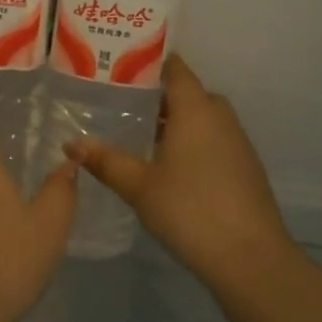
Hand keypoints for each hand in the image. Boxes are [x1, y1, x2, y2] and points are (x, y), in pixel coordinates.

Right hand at [65, 55, 291, 288]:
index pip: (175, 68)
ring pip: (202, 118)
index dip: (149, 63)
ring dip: (175, 121)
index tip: (120, 66)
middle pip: (188, 92)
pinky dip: (191, 142)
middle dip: (157, 95)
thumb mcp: (138, 185)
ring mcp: (237, 142)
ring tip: (139, 133)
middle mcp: (219, 117)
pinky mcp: (244, 167)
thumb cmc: (190, 210)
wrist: (249, 257)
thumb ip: (106, 160)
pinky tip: (169, 165)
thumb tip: (71, 144)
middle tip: (121, 102)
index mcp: (195, 109)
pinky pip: (213, 139)